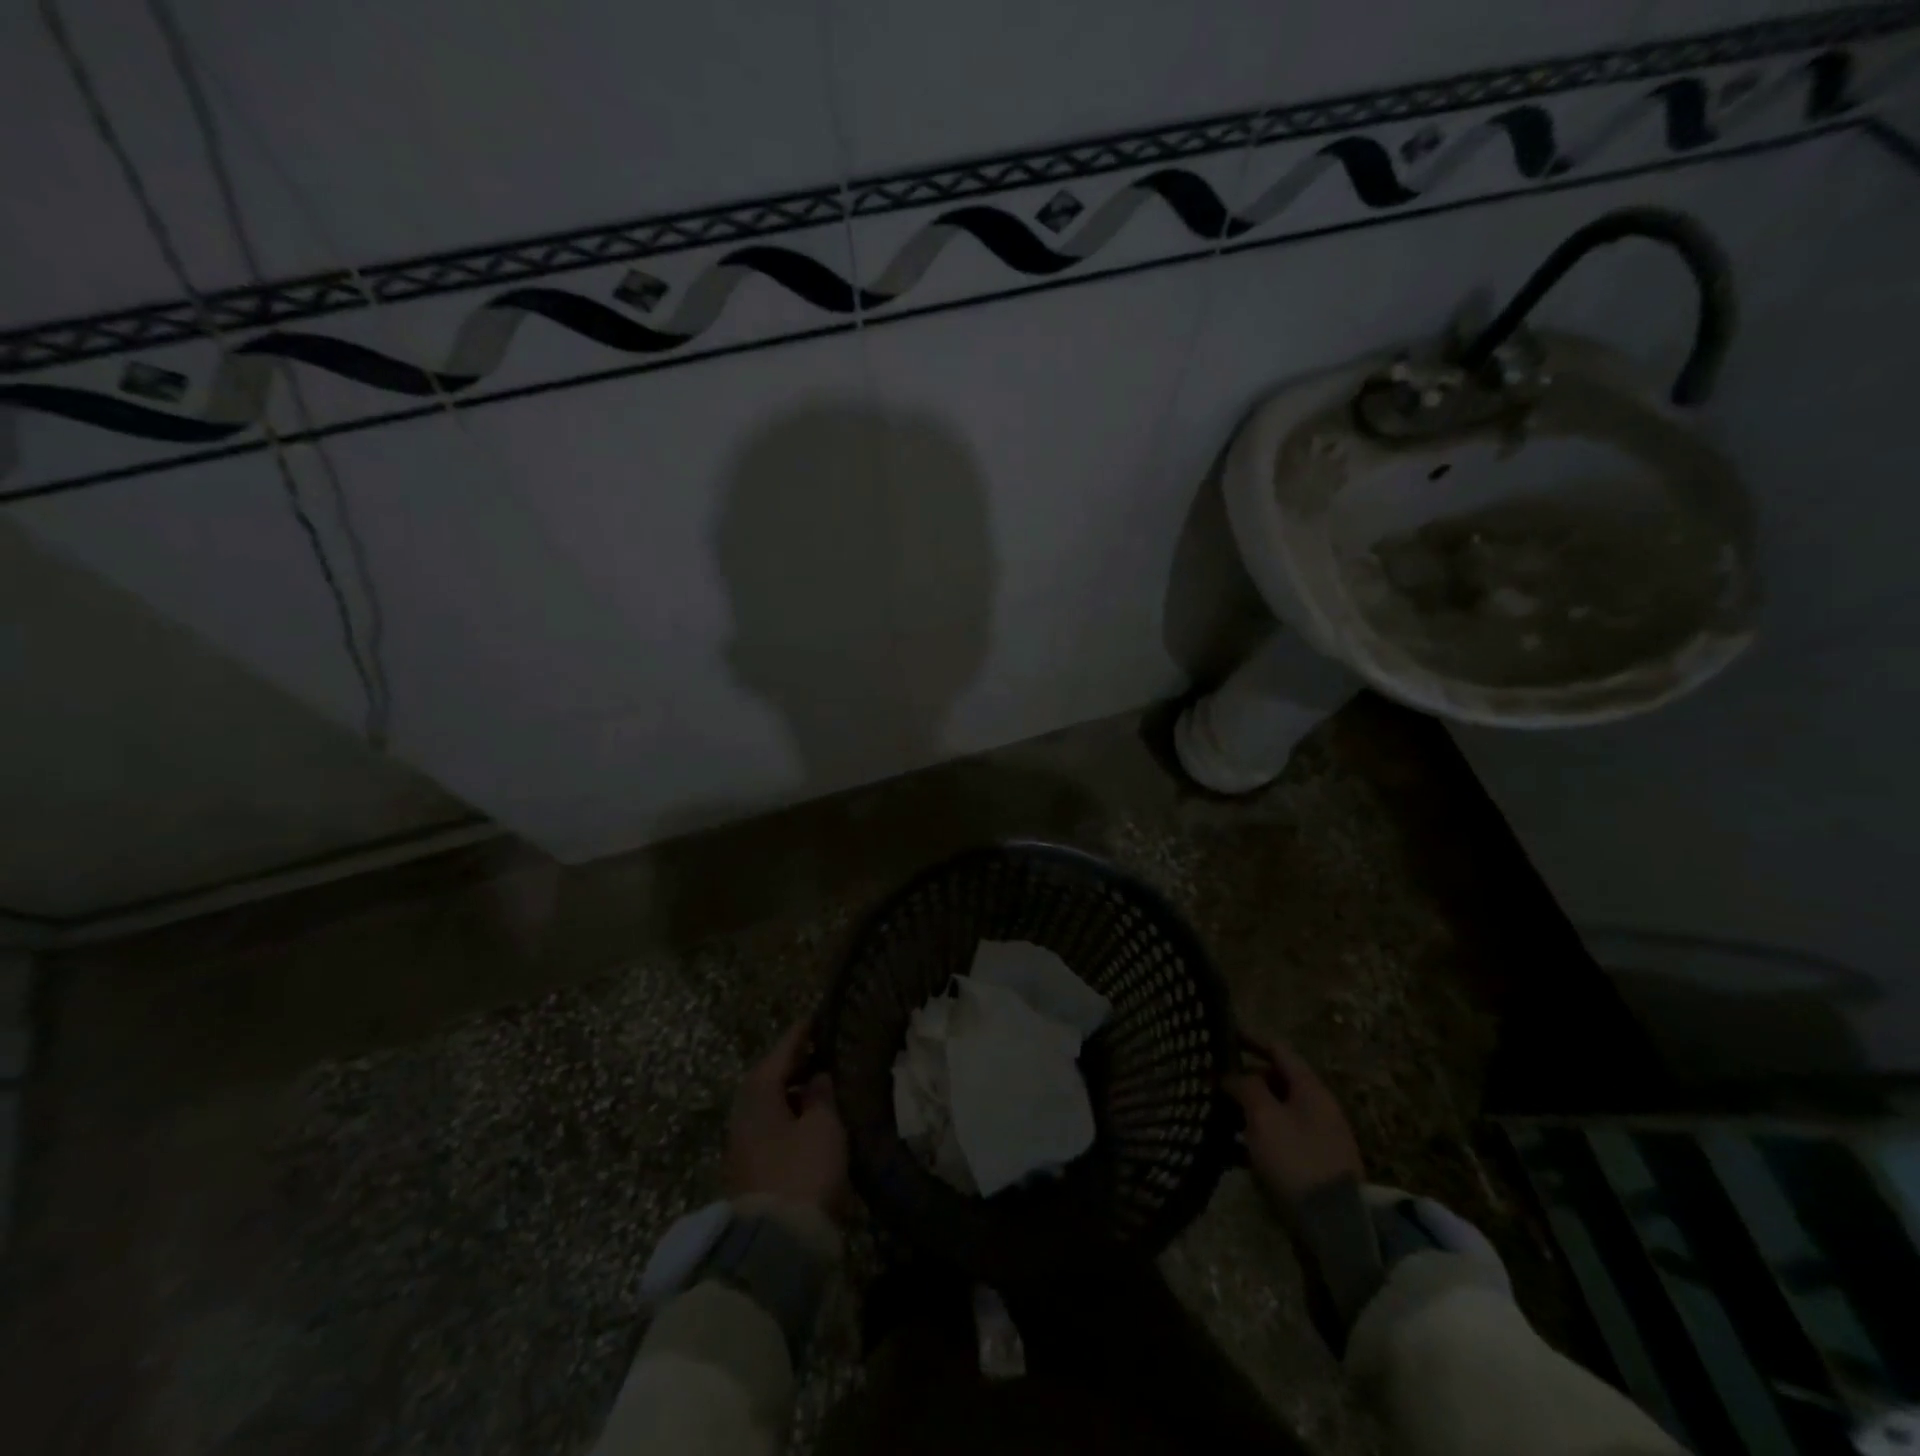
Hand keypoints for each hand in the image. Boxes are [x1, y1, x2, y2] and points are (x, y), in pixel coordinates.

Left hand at [724, 1021, 850, 1219]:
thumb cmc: (802, 1172)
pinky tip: (806, 1119)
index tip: (816, 1017)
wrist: (773, 1245)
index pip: (782, 1050)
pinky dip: (787, 1114)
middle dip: (793, 1063)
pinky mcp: (747, 1168)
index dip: (801, 1033)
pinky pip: (769, 1126)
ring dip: (790, 1092)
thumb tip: (817, 1076)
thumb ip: (821, 1095)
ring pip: (768, 1104)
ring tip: (818, 1084)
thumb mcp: (822, 1126)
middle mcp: (742, 1111)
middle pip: (769, 1077)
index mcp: (758, 1092)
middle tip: (819, 1050)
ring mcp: (741, 1142)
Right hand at [1224, 1033, 1363, 1205]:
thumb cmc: (1297, 1160)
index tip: (1223, 1034)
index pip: (1278, 1049)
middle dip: (1246, 1077)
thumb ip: (1246, 1087)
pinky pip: (1280, 1138)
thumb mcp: (1264, 1117)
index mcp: (1311, 1088)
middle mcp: (1318, 1107)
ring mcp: (1318, 1138)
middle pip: (1277, 1079)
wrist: (1336, 1227)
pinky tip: (1233, 1148)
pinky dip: (1257, 1136)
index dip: (1250, 1039)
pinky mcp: (1313, 1165)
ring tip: (1217, 1113)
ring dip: (1248, 1109)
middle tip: (1214, 1080)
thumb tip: (1233, 1074)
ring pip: (1277, 1110)